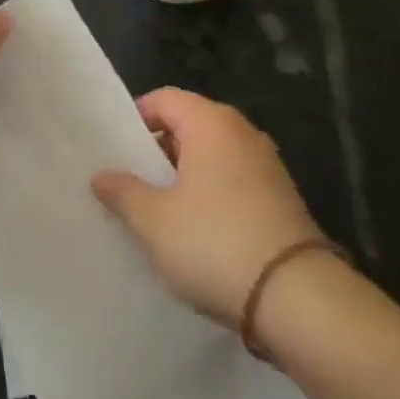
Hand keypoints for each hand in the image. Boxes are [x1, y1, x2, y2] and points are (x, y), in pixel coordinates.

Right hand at [92, 88, 321, 326]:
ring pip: (212, 156)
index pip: (164, 99)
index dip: (136, 119)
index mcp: (211, 122)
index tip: (115, 151)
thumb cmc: (215, 243)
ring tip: (158, 211)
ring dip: (184, 177)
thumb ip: (124, 192)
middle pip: (189, 125)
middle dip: (158, 151)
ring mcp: (267, 165)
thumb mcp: (154, 221)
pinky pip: (233, 182)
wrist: (298, 299)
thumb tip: (101, 175)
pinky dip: (211, 195)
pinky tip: (196, 231)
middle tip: (130, 183)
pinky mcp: (281, 198)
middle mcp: (242, 132)